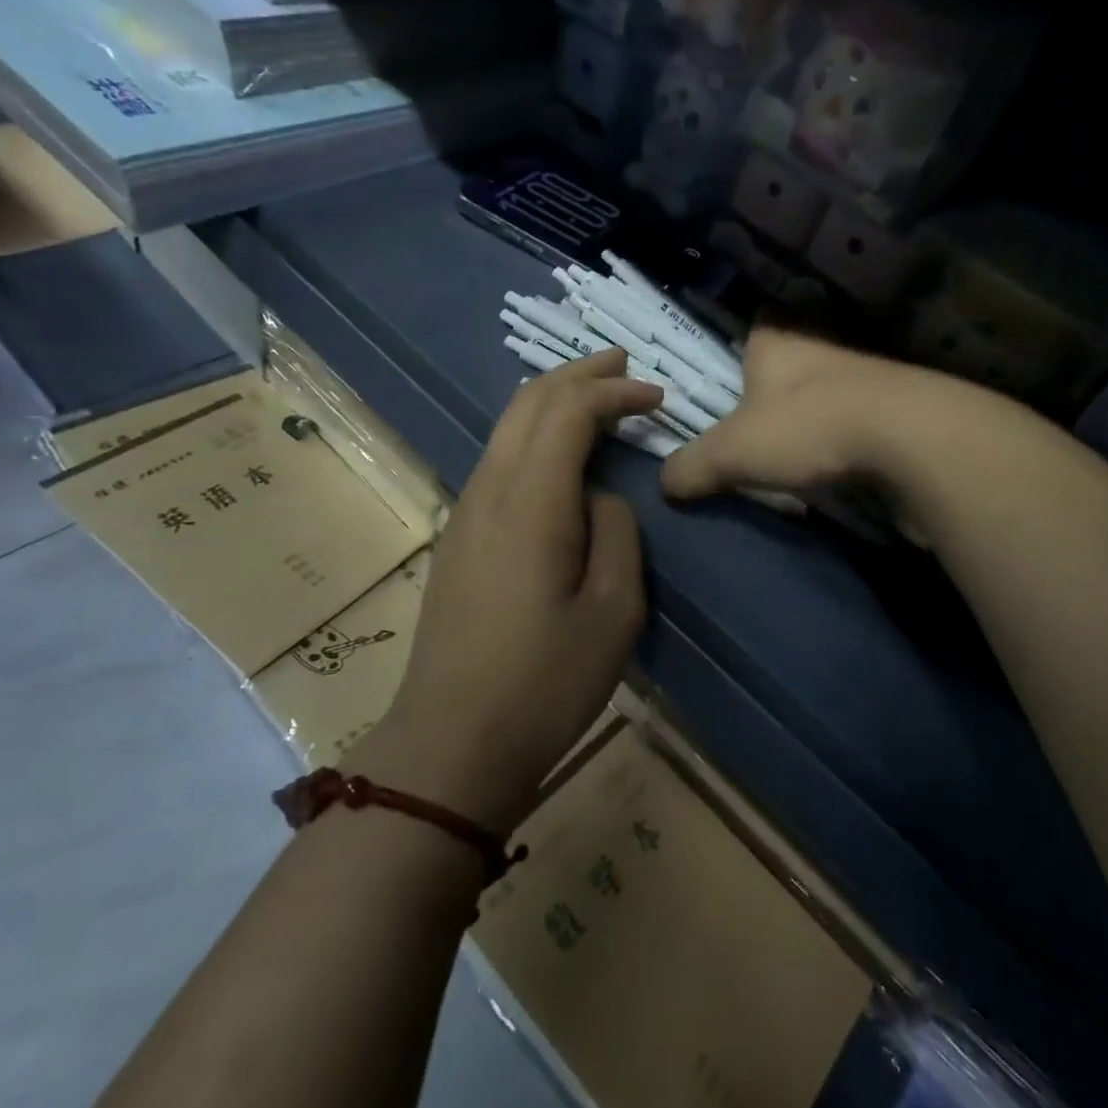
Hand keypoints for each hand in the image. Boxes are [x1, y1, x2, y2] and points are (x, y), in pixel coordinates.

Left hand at [368, 350, 661, 834]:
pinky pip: (499, 457)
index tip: (656, 397)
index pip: (569, 411)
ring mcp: (466, 510)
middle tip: (623, 365)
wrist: (451, 742)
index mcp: (530, 501)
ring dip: (553, 399)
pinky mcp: (459, 534)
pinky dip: (535, 431)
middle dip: (578, 374)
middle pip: (529, 401)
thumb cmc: (544, 681)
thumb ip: (616, 532)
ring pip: (508, 426)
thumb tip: (598, 496)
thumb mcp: (613, 611)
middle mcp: (490, 489)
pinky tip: (559, 448)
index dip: (614, 392)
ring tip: (596, 394)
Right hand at [660, 328, 909, 501]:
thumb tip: (664, 483)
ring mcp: (865, 374)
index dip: (740, 351)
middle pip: (790, 363)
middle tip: (754, 430)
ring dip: (814, 417)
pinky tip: (838, 465)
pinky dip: (847, 438)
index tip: (731, 381)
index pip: (753, 328)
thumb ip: (691, 466)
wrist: (911, 438)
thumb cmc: (806, 427)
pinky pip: (858, 418)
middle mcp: (821, 347)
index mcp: (776, 340)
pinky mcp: (897, 407)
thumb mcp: (731, 453)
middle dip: (775, 392)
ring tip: (794, 455)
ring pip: (826, 390)